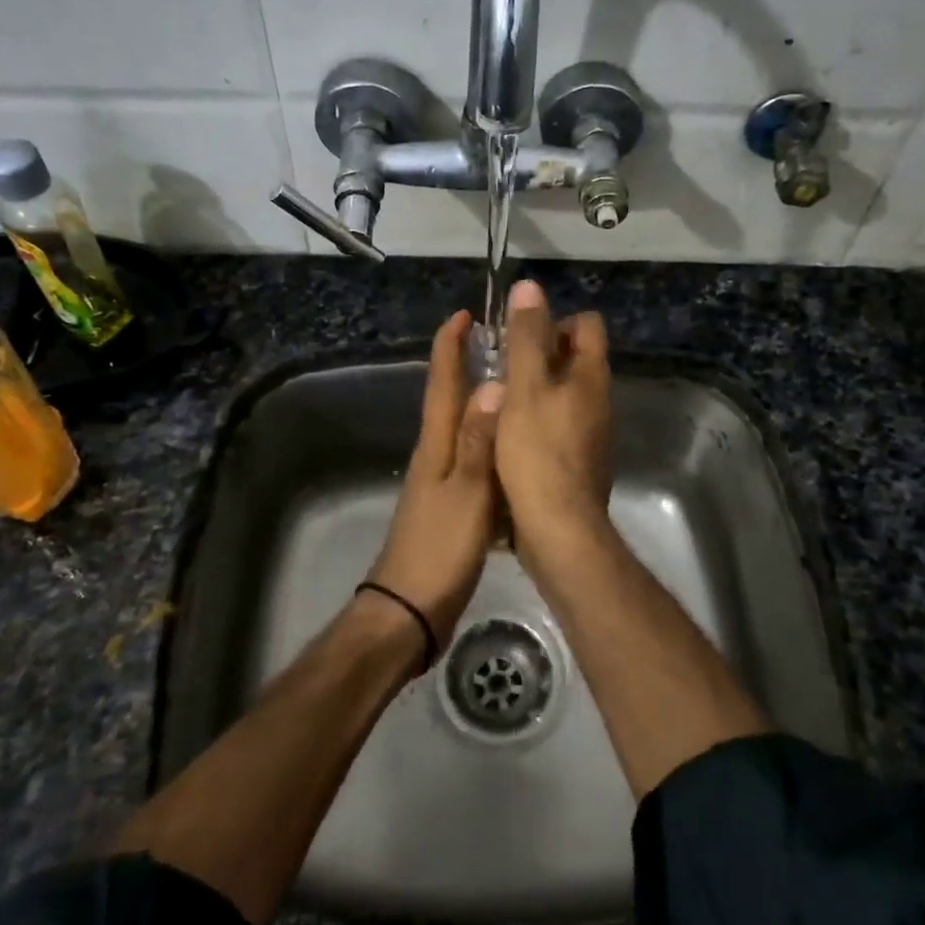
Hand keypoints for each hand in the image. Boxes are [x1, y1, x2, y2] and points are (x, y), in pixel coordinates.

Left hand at [362, 310, 503, 651]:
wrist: (410, 609)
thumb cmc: (440, 548)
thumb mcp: (467, 493)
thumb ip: (478, 442)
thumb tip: (492, 385)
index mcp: (436, 445)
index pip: (442, 384)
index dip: (450, 347)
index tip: (463, 315)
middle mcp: (436, 455)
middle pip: (450, 400)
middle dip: (467, 366)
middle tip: (499, 342)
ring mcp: (442, 482)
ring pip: (464, 429)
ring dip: (482, 402)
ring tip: (514, 385)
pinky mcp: (453, 506)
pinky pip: (474, 459)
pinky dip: (491, 442)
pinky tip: (513, 449)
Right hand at [494, 280, 613, 558]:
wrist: (559, 529)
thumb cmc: (538, 452)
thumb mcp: (525, 388)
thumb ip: (525, 338)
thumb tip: (530, 286)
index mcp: (591, 377)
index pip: (588, 325)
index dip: (555, 320)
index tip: (520, 336)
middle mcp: (599, 401)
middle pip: (576, 359)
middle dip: (540, 354)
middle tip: (502, 366)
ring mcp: (593, 434)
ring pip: (566, 394)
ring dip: (537, 389)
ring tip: (500, 399)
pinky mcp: (579, 462)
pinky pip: (560, 425)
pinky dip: (538, 420)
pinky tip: (509, 436)